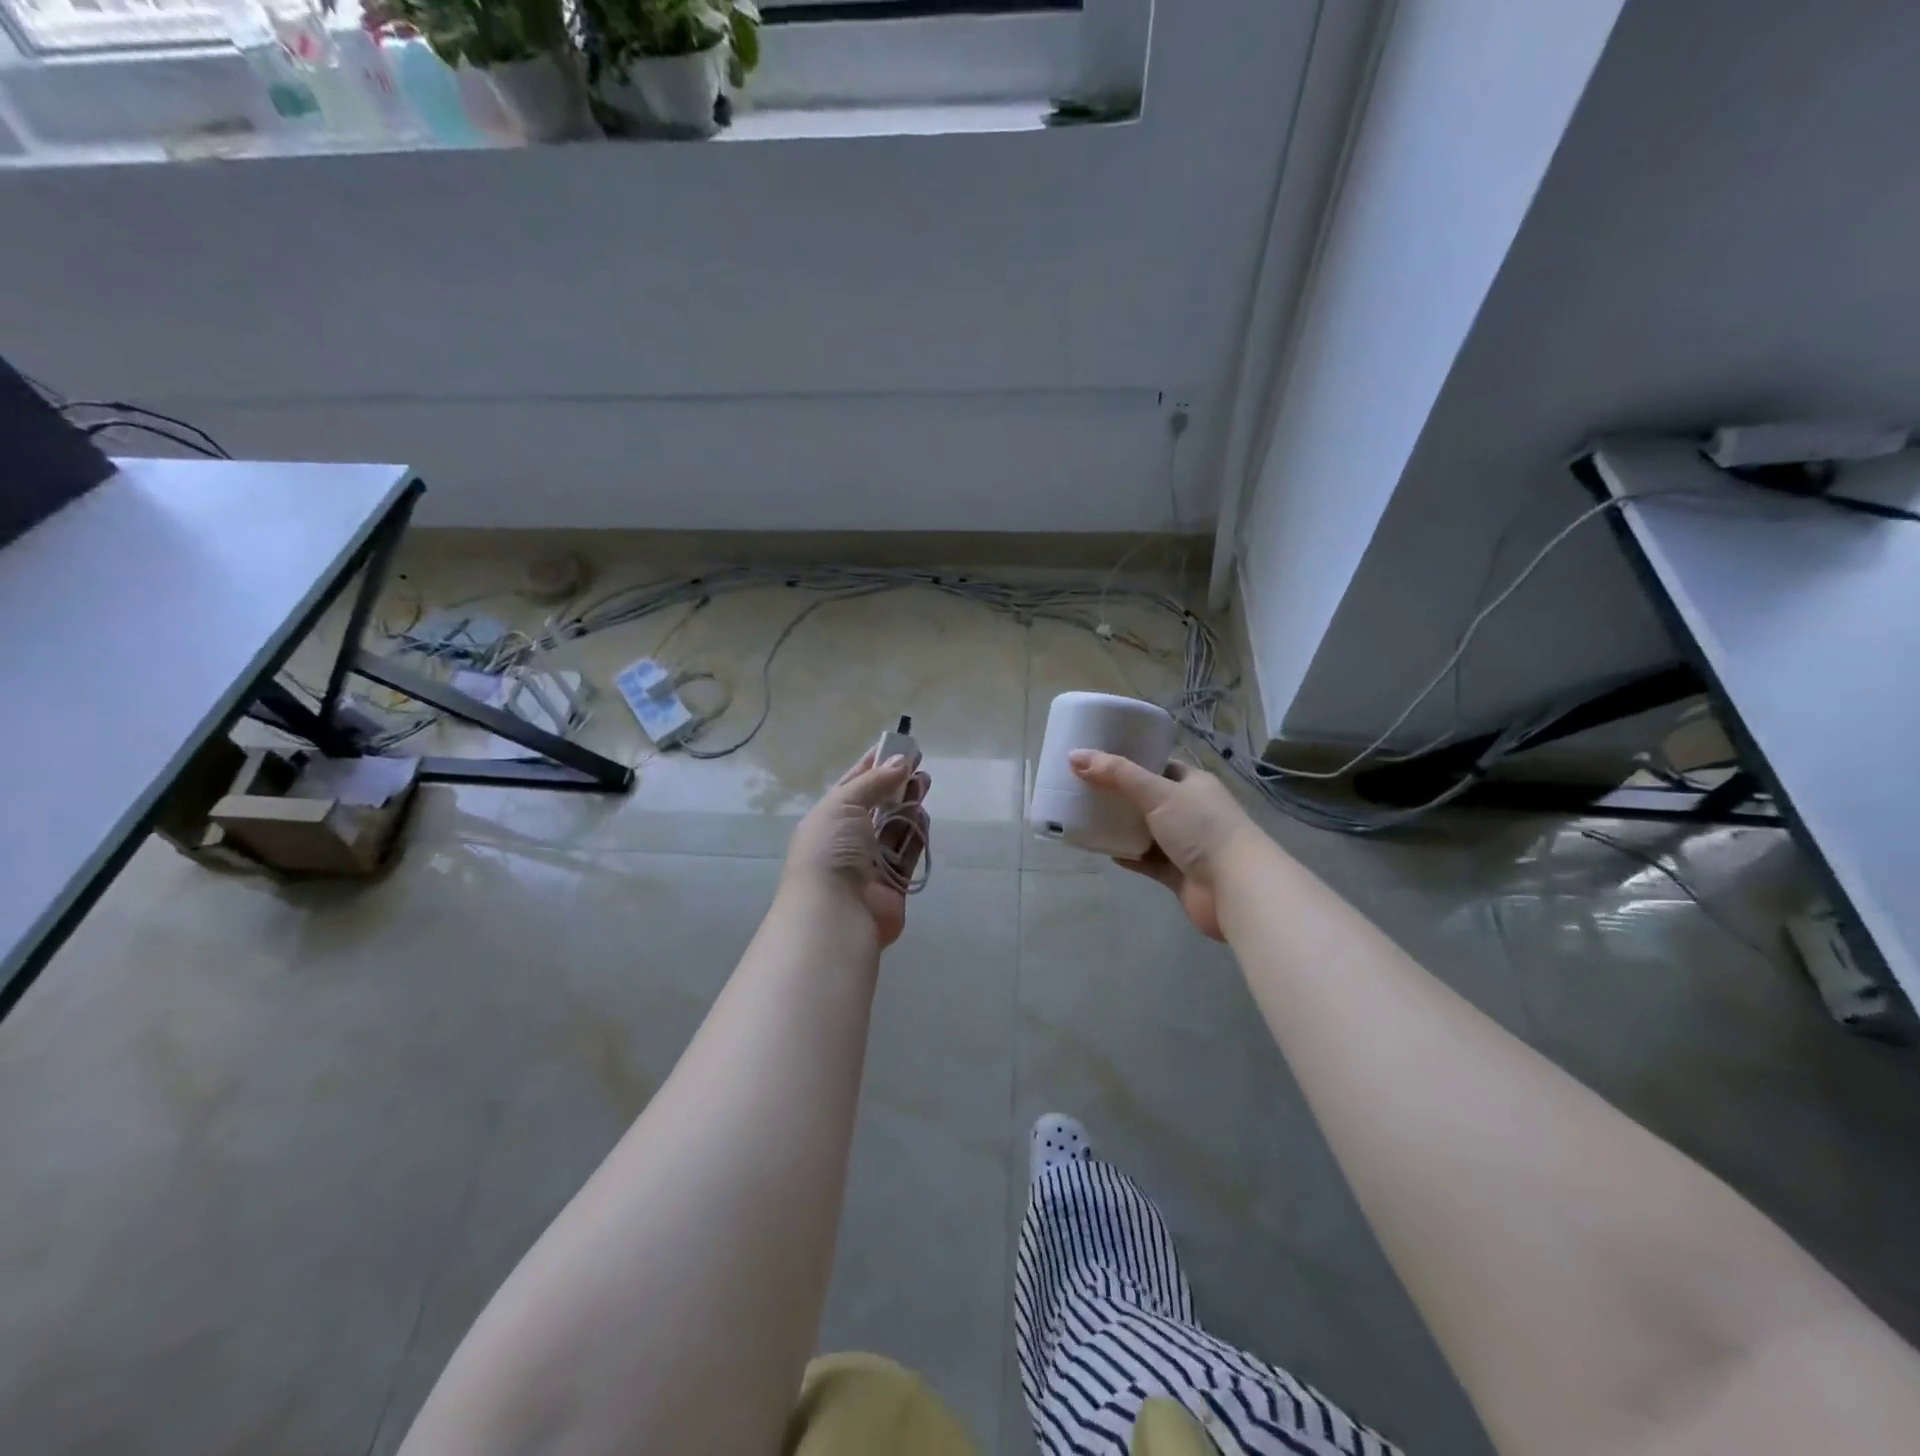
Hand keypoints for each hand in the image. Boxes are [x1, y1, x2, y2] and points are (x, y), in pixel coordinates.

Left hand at [782, 749, 931, 948]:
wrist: (836, 912)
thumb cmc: (831, 850)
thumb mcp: (844, 804)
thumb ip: (874, 782)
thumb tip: (901, 762)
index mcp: (828, 819)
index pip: (852, 785)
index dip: (873, 765)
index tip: (896, 747)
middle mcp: (848, 839)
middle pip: (877, 805)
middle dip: (896, 784)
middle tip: (919, 766)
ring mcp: (871, 862)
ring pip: (895, 827)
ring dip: (909, 804)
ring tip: (925, 783)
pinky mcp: (894, 882)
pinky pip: (908, 851)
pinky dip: (917, 833)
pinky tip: (925, 814)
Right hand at [1068, 751, 1257, 941]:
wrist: (1235, 888)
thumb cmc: (1200, 829)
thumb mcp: (1157, 793)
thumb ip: (1117, 775)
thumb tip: (1074, 756)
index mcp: (1193, 784)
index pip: (1159, 766)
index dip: (1131, 761)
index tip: (1099, 760)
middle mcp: (1191, 811)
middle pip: (1149, 799)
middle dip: (1120, 796)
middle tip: (1084, 789)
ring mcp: (1185, 844)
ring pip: (1146, 831)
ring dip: (1122, 827)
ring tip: (1087, 818)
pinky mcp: (1178, 873)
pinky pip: (1147, 860)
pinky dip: (1128, 856)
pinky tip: (1104, 851)